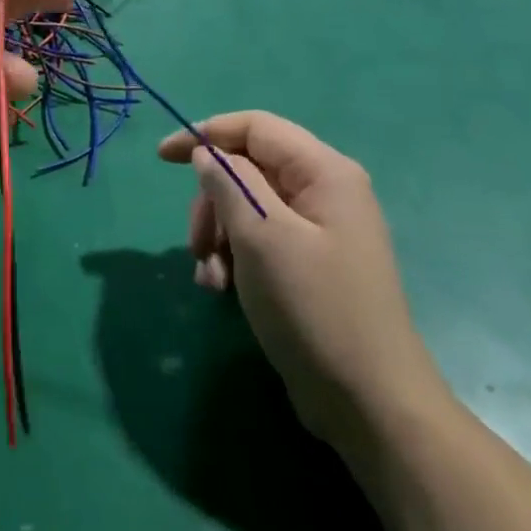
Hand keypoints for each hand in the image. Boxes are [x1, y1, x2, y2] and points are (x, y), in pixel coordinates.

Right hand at [159, 112, 449, 448]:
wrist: (369, 404)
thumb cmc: (314, 307)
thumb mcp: (261, 236)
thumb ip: (229, 183)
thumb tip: (207, 154)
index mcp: (324, 172)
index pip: (255, 127)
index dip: (206, 134)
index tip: (162, 157)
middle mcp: (325, 192)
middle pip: (248, 169)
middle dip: (212, 202)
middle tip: (196, 244)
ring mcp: (320, 230)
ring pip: (248, 207)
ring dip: (218, 236)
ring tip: (209, 278)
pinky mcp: (311, 264)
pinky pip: (260, 240)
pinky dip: (234, 257)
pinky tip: (222, 289)